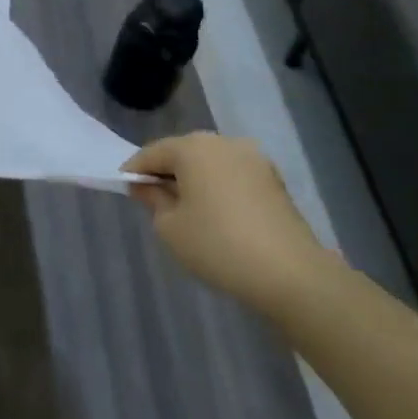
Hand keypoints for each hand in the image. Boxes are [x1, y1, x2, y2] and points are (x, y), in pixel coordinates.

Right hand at [123, 133, 332, 313]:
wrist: (291, 275)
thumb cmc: (217, 245)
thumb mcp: (169, 226)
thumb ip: (152, 199)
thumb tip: (146, 185)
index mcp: (192, 147)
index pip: (151, 153)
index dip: (134, 171)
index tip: (126, 191)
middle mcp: (223, 143)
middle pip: (183, 153)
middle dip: (167, 173)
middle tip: (154, 201)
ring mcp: (254, 159)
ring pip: (210, 164)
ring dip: (195, 180)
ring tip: (187, 211)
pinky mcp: (274, 180)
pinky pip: (233, 176)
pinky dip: (219, 189)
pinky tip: (217, 216)